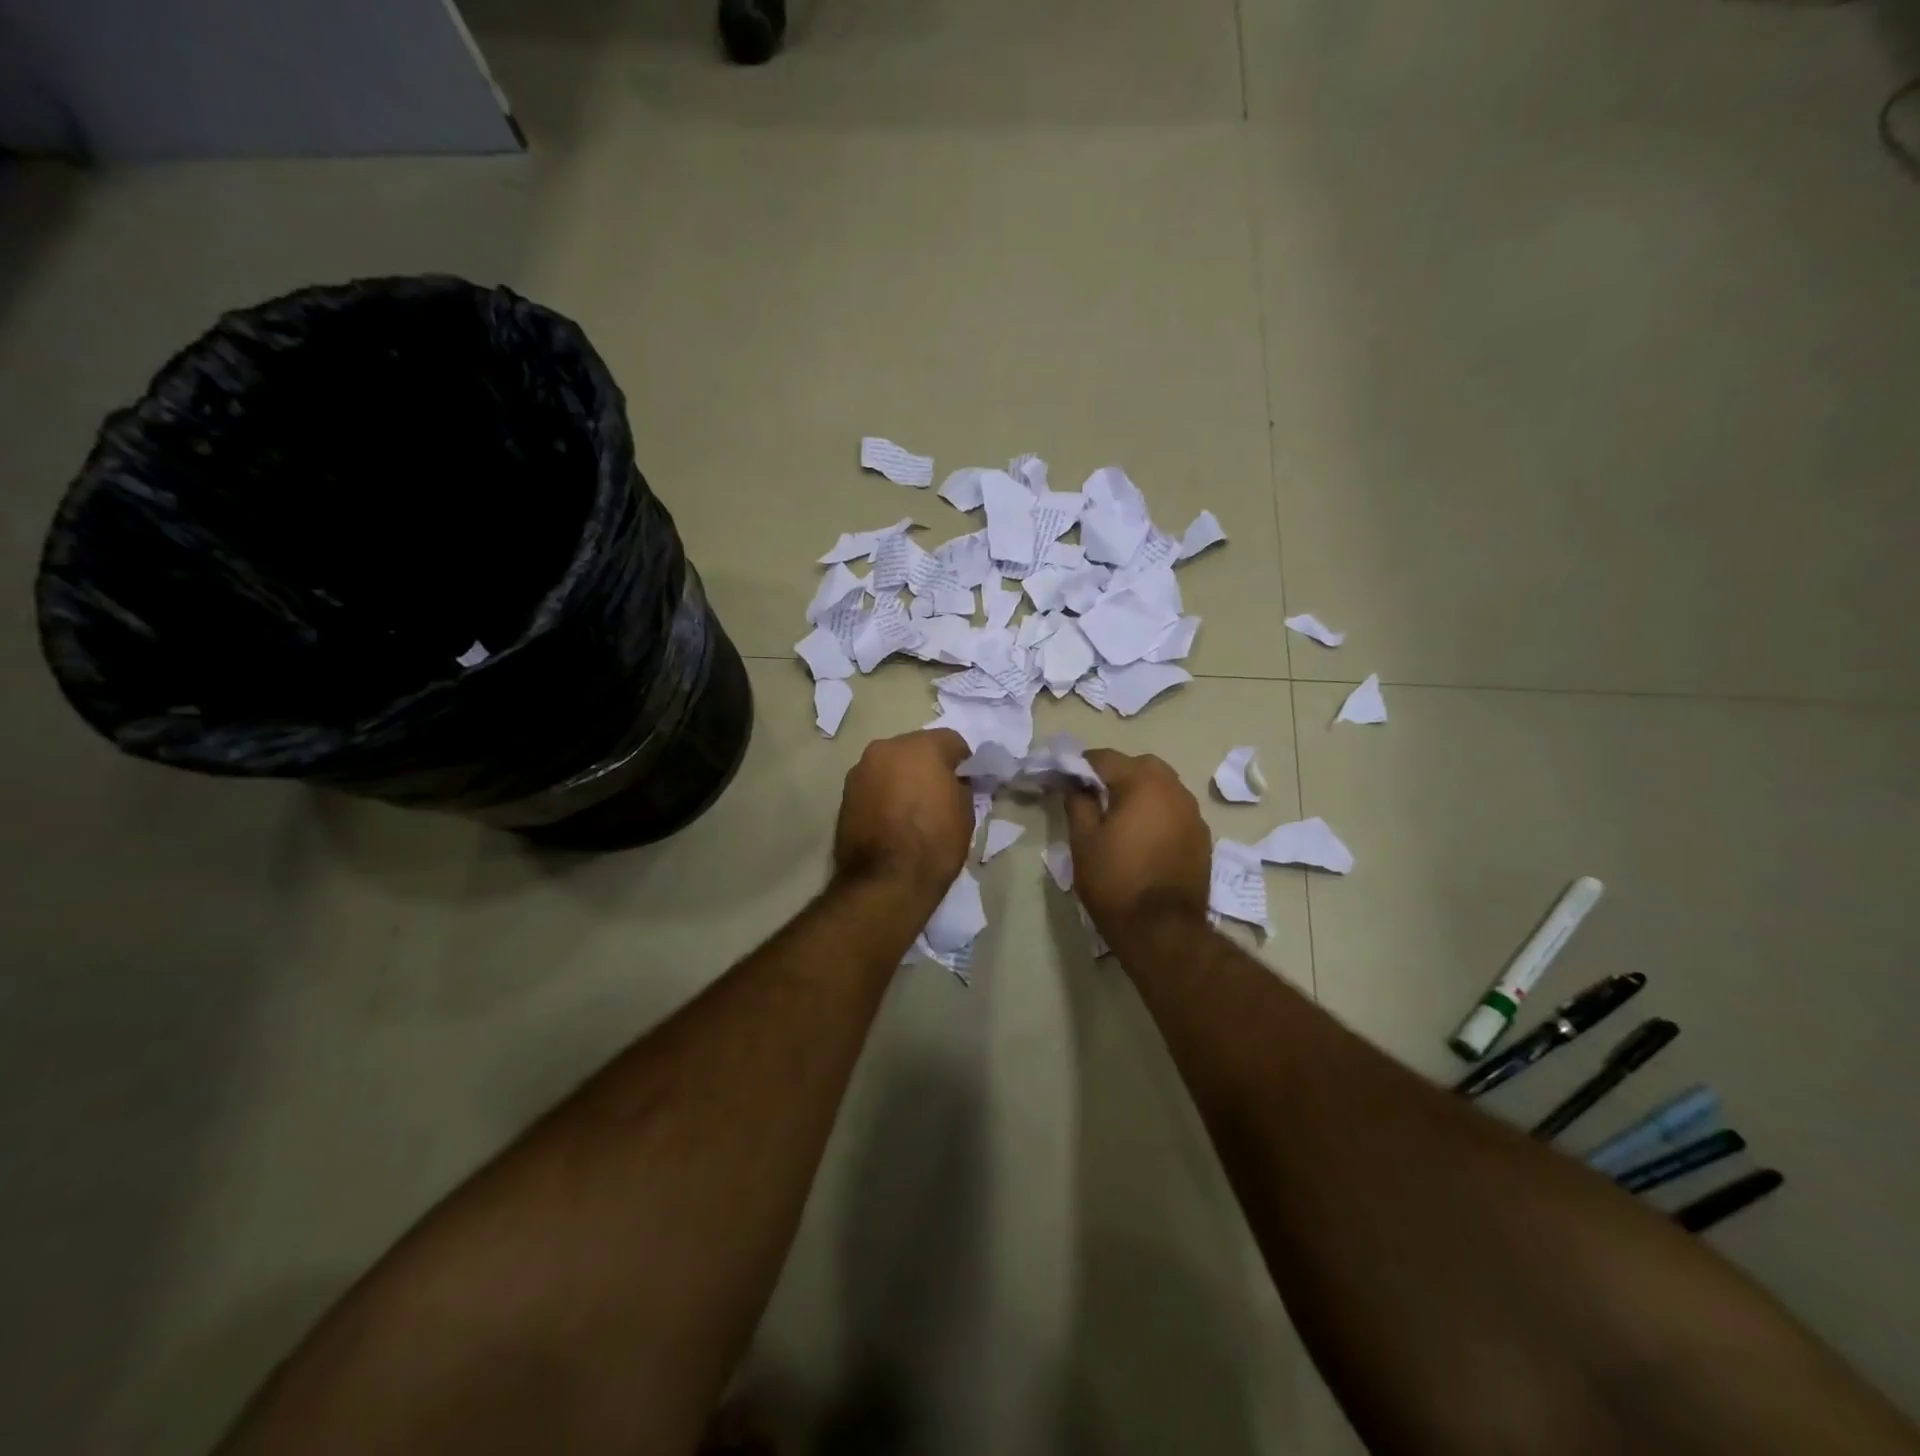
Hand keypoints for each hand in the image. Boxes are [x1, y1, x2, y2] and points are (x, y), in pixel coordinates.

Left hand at [833, 729, 973, 899]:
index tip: (967, 782)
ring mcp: (861, 769)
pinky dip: (884, 793)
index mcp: (922, 746)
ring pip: (891, 765)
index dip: (963, 762)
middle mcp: (887, 748)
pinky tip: (892, 818)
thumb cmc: (934, 844)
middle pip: (916, 748)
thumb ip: (960, 786)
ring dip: (903, 777)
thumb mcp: (965, 813)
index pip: (951, 741)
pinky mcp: (845, 793)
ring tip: (912, 808)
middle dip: (929, 765)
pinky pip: (874, 784)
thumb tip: (953, 782)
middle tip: (939, 793)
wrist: (885, 882)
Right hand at [1064, 749, 1210, 940]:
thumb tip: (1076, 785)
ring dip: (1140, 792)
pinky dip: (1158, 813)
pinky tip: (1143, 838)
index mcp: (1142, 783)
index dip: (1081, 766)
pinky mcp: (1202, 837)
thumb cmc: (1114, 881)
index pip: (1105, 758)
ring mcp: (1193, 813)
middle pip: (1140, 766)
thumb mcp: (1083, 841)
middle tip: (1094, 799)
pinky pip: (1175, 811)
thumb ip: (1078, 803)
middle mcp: (1174, 789)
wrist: (1162, 930)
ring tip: (1119, 819)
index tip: (1066, 780)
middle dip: (1116, 774)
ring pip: (1162, 786)